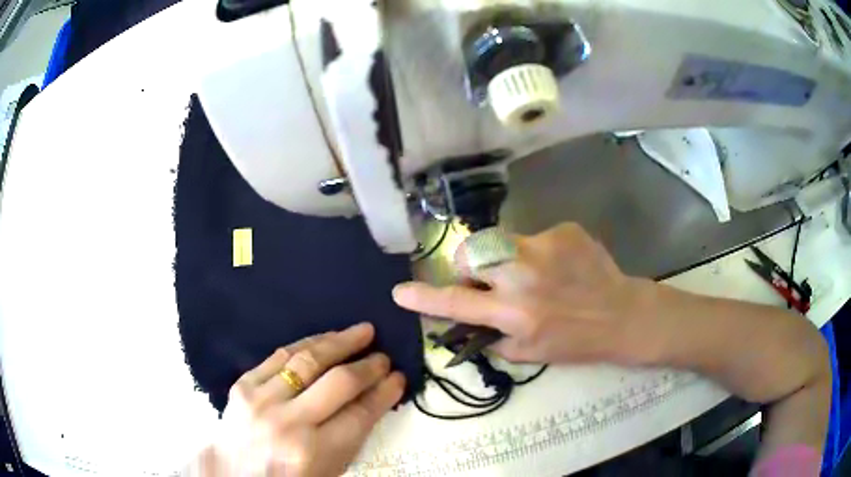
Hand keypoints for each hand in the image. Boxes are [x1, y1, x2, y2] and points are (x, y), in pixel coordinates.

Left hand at [198, 323, 404, 475]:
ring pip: (307, 360)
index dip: (383, 393)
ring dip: (339, 342)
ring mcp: (262, 400)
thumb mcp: (329, 468)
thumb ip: (351, 434)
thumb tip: (374, 396)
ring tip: (361, 332)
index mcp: (314, 452)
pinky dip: (306, 343)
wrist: (235, 470)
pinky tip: (324, 337)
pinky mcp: (244, 384)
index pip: (360, 415)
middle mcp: (288, 423)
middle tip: (383, 356)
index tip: (398, 378)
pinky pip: (279, 355)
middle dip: (367, 366)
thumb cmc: (289, 476)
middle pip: (338, 383)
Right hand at [393, 223, 657, 365]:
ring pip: (498, 240)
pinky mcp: (563, 229)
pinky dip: (536, 253)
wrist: (623, 314)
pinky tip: (559, 267)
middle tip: (484, 279)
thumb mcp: (529, 353)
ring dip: (501, 258)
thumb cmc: (576, 342)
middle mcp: (524, 275)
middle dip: (466, 265)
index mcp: (515, 313)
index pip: (457, 303)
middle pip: (470, 252)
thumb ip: (492, 336)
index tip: (399, 292)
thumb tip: (466, 321)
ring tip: (531, 274)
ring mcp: (545, 246)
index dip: (424, 299)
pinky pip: (532, 237)